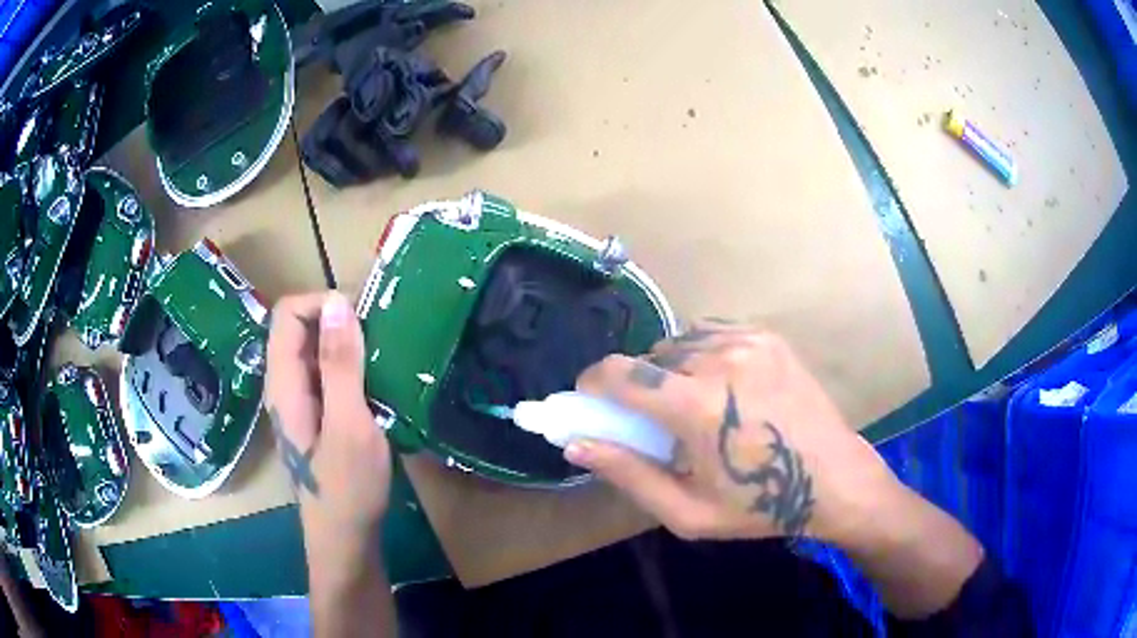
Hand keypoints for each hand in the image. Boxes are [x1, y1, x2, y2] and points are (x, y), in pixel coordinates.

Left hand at [265, 292, 390, 560]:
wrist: (344, 538)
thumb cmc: (347, 487)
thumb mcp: (349, 424)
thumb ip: (340, 365)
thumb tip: (336, 303)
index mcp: (284, 383)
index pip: (288, 314)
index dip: (322, 302)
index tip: (363, 317)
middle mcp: (284, 385)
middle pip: (300, 329)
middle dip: (339, 320)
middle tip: (382, 334)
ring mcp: (299, 401)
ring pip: (315, 351)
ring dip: (347, 344)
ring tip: (385, 353)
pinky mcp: (314, 416)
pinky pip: (326, 375)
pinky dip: (350, 367)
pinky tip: (377, 382)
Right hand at [566, 322, 904, 545]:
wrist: (834, 479)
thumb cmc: (759, 505)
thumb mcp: (687, 511)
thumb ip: (629, 474)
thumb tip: (576, 443)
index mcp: (697, 406)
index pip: (619, 373)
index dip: (592, 383)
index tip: (588, 400)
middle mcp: (719, 360)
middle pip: (649, 359)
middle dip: (638, 386)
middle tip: (655, 421)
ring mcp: (748, 341)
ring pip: (679, 342)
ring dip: (671, 370)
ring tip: (693, 403)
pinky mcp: (767, 336)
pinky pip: (711, 333)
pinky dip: (701, 354)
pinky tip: (721, 384)